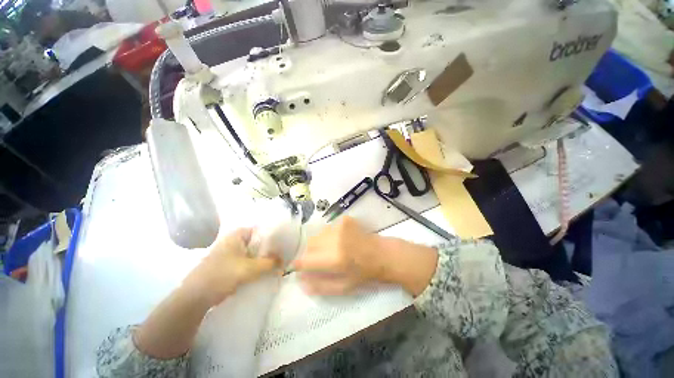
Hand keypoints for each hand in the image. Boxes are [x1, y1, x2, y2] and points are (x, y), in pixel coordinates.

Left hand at [183, 228, 279, 306]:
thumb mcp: (250, 268)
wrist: (196, 296)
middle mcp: (234, 240)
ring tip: (276, 263)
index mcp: (238, 234)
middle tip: (282, 255)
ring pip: (252, 252)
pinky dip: (255, 264)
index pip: (261, 230)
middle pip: (258, 241)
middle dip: (269, 248)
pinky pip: (247, 260)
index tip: (284, 244)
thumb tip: (284, 262)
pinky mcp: (228, 263)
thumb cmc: (222, 275)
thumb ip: (270, 263)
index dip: (273, 236)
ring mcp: (230, 252)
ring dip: (262, 257)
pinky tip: (263, 270)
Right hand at [293, 217, 383, 294]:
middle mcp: (335, 239)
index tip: (300, 267)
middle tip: (322, 259)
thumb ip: (320, 286)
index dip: (300, 265)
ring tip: (333, 249)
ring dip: (320, 243)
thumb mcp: (344, 287)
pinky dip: (329, 235)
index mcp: (335, 259)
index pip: (305, 260)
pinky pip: (328, 228)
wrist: (382, 254)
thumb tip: (301, 281)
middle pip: (309, 244)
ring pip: (318, 235)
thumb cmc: (365, 273)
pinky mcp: (345, 219)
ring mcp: (340, 226)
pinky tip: (341, 240)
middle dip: (311, 253)